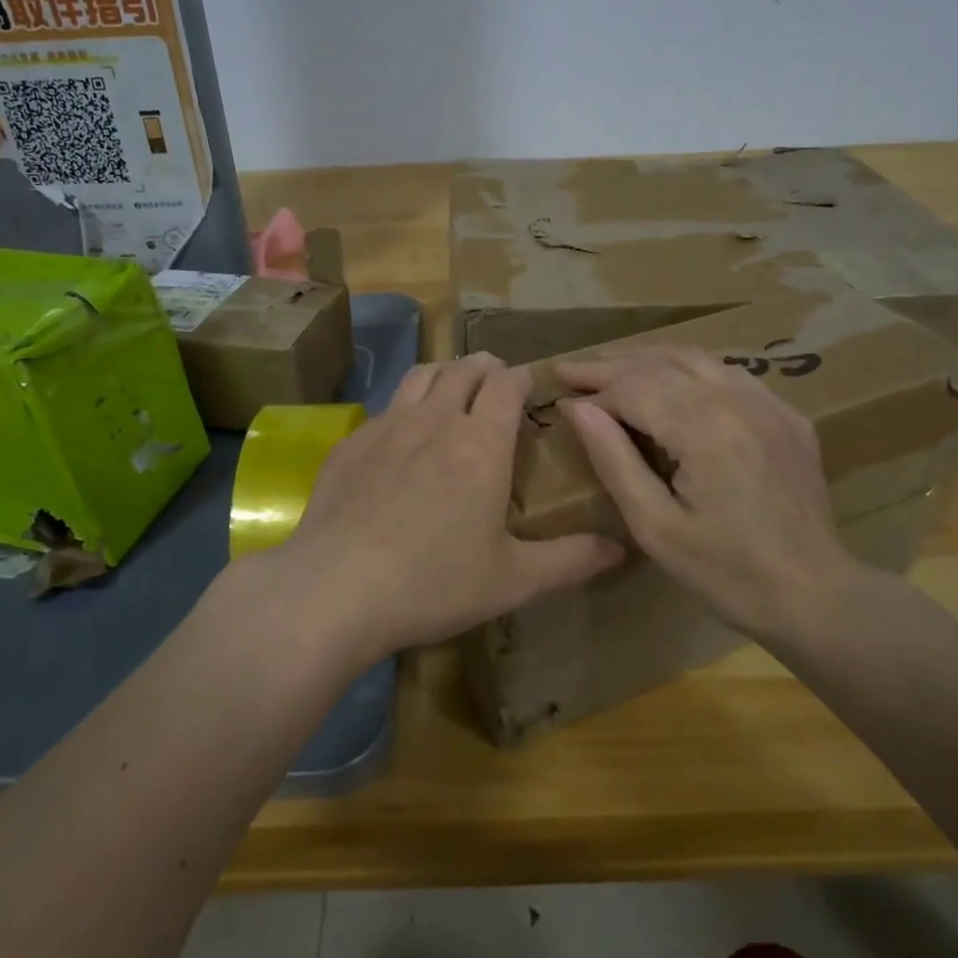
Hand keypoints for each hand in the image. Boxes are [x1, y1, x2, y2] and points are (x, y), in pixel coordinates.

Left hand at [265, 352, 623, 662]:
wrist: (335, 589)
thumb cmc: (432, 584)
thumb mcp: (512, 580)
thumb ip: (571, 560)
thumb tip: (621, 548)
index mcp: (480, 444)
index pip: (507, 386)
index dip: (522, 378)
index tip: (530, 387)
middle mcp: (435, 420)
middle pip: (465, 370)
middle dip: (487, 368)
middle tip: (497, 382)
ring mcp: (387, 427)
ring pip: (421, 375)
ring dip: (445, 373)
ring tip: (453, 389)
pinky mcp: (351, 443)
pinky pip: (385, 407)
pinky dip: (404, 406)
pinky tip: (401, 437)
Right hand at [555, 346, 867, 645]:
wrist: (814, 595)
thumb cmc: (725, 571)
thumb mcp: (654, 525)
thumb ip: (613, 459)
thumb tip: (577, 409)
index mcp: (702, 426)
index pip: (632, 387)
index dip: (593, 392)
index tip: (561, 402)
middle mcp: (736, 399)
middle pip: (661, 362)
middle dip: (610, 365)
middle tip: (571, 369)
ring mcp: (768, 403)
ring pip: (696, 358)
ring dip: (648, 359)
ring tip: (611, 366)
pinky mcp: (787, 416)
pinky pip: (730, 374)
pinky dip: (691, 369)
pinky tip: (673, 381)